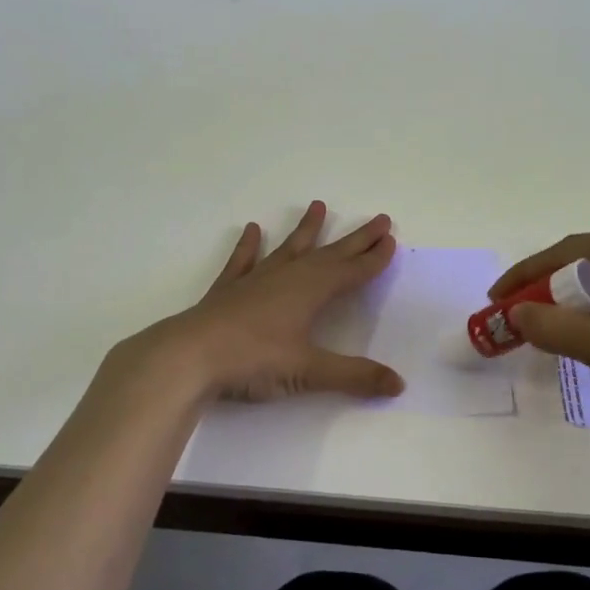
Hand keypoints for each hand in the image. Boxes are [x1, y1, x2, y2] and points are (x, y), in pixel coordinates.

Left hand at [115, 201, 403, 404]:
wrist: (190, 355)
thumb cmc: (253, 360)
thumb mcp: (307, 371)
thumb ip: (353, 376)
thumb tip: (398, 384)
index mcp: (311, 291)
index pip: (351, 271)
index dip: (373, 258)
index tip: (390, 239)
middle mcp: (287, 276)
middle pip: (329, 253)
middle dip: (355, 239)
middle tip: (378, 219)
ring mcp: (256, 279)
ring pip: (289, 248)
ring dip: (306, 230)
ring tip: (318, 206)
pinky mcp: (229, 289)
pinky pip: (243, 260)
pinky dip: (249, 246)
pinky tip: (253, 229)